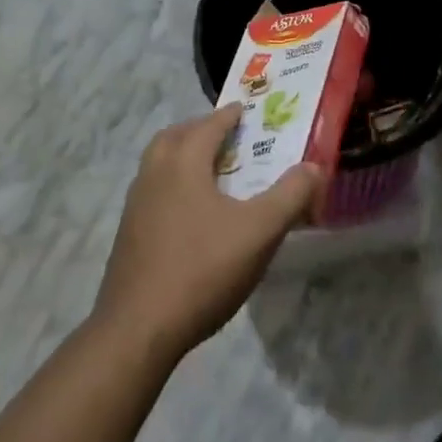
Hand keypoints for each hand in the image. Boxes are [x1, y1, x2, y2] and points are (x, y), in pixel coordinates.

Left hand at [93, 104, 322, 366]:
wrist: (137, 330)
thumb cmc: (202, 270)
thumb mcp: (259, 232)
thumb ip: (290, 196)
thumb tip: (314, 167)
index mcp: (183, 161)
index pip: (209, 125)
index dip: (230, 116)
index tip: (245, 111)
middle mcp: (154, 172)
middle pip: (176, 136)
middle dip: (200, 130)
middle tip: (226, 138)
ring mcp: (135, 204)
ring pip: (158, 162)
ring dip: (182, 156)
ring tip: (210, 172)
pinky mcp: (127, 234)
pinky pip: (152, 191)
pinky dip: (171, 185)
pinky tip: (190, 213)